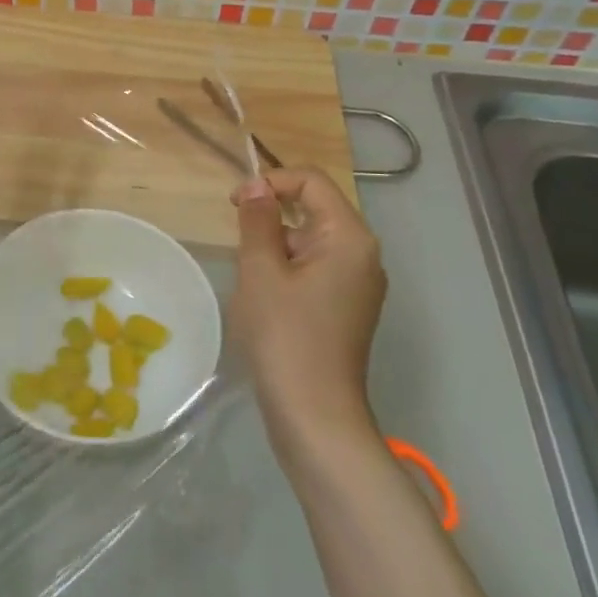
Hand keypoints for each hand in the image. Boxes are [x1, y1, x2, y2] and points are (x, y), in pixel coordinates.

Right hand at [229, 167, 386, 468]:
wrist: (314, 415)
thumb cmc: (285, 336)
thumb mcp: (261, 270)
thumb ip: (258, 220)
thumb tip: (257, 185)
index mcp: (349, 238)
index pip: (312, 181)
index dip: (271, 181)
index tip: (234, 204)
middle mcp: (363, 254)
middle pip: (315, 208)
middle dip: (272, 215)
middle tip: (239, 244)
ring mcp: (358, 283)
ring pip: (311, 240)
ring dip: (276, 245)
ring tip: (251, 277)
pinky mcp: (347, 307)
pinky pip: (316, 267)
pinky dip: (288, 268)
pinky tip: (266, 297)